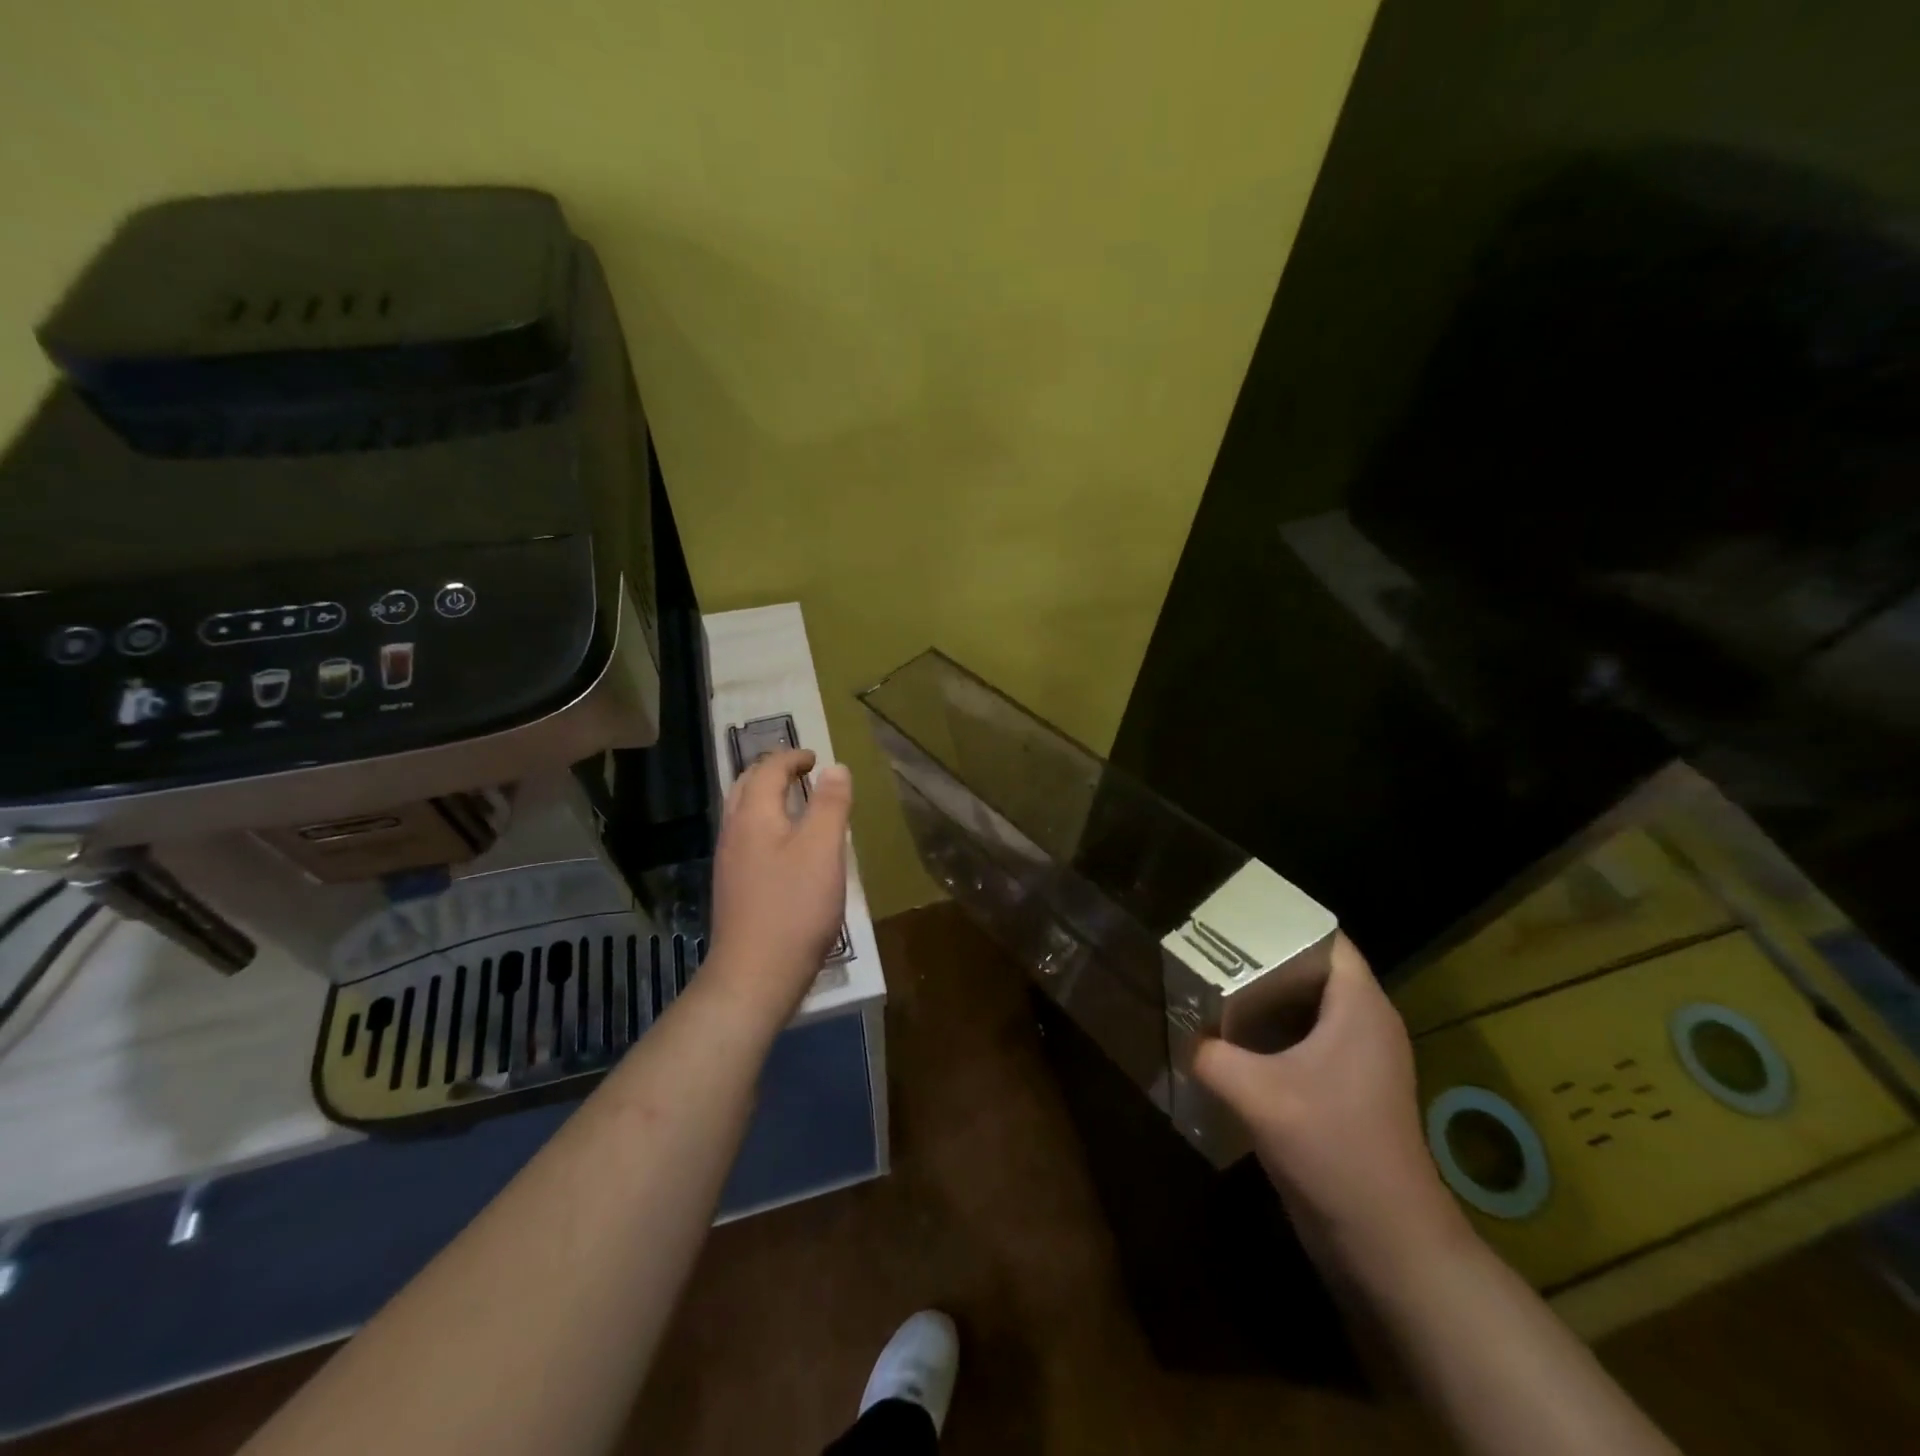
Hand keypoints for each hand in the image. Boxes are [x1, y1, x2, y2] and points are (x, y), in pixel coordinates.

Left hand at [706, 749, 851, 1014]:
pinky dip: (764, 822)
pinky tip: (784, 845)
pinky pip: (746, 837)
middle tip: (800, 771)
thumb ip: (830, 804)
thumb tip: (835, 767)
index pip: (767, 769)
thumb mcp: (823, 850)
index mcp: (754, 815)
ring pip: (742, 812)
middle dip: (772, 771)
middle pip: (745, 786)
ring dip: (765, 796)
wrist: (754, 975)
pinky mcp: (733, 886)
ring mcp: (728, 861)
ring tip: (794, 801)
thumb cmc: (794, 907)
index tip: (816, 758)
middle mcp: (733, 832)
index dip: (792, 757)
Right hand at [1194, 933, 1466, 1273]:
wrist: (1386, 1240)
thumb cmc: (1332, 1147)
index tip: (1232, 916)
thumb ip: (1211, 1054)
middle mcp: (1364, 1023)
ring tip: (1211, 986)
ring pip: (1305, 1008)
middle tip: (1209, 949)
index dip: (1281, 920)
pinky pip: (1304, 1041)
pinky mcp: (1346, 1090)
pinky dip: (1270, 1033)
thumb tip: (1180, 1032)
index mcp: (1359, 1006)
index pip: (1325, 938)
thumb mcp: (1256, 1093)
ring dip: (1263, 999)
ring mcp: (1357, 1059)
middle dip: (1261, 958)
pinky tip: (1229, 1042)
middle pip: (1310, 969)